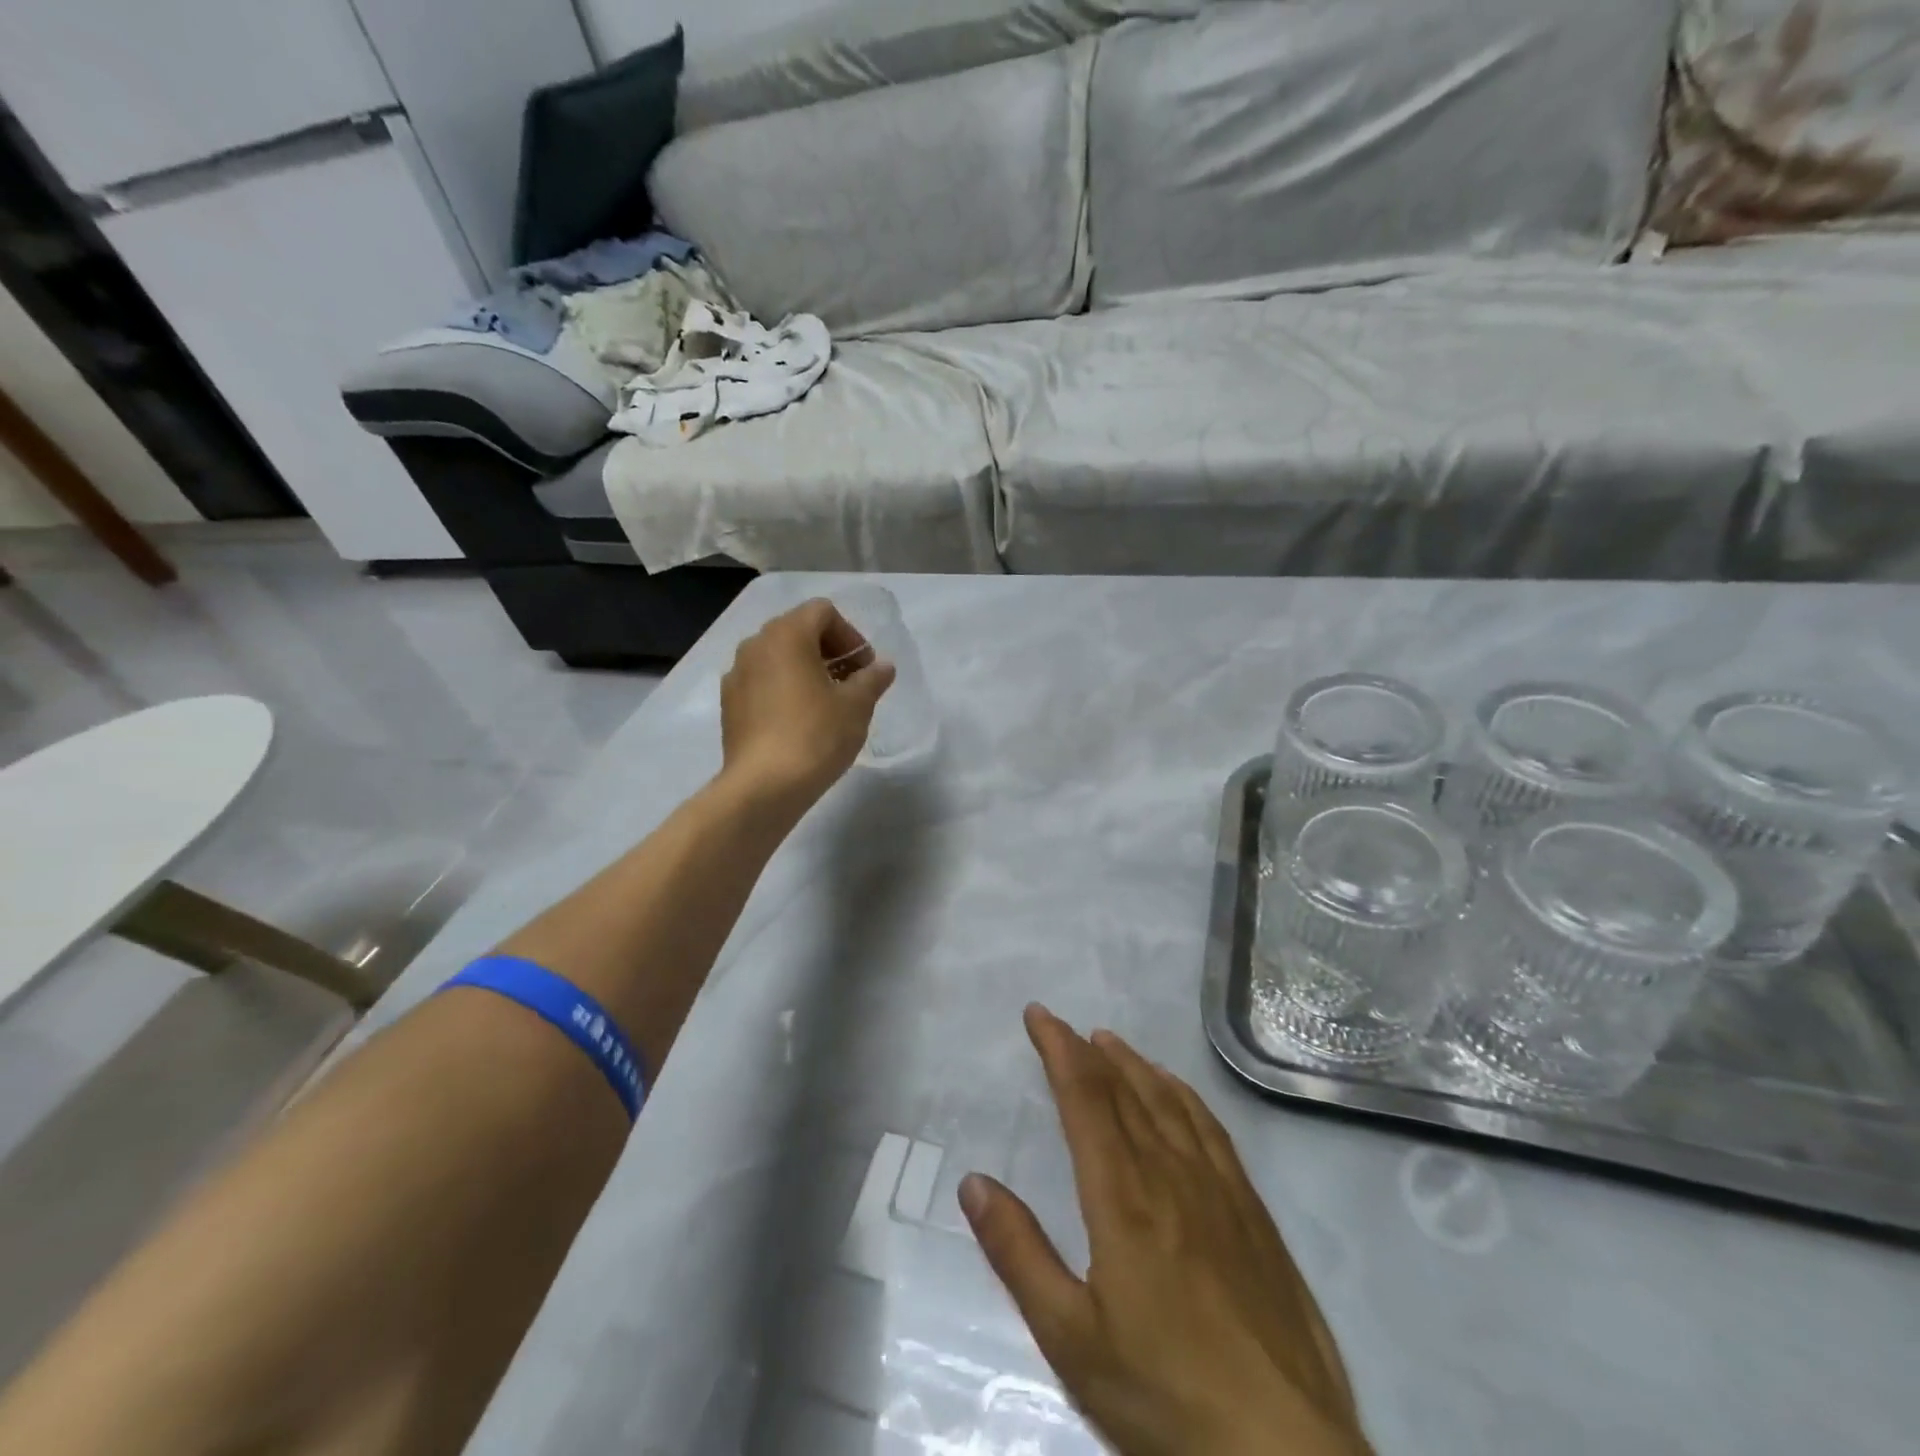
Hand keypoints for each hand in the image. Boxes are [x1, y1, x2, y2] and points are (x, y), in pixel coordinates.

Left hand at [720, 599, 894, 809]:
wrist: (764, 786)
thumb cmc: (816, 735)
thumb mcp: (857, 706)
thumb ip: (872, 679)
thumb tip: (883, 667)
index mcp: (787, 635)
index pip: (823, 612)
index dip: (850, 635)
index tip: (865, 669)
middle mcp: (755, 645)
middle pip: (798, 631)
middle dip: (829, 651)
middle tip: (851, 683)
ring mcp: (737, 674)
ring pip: (777, 657)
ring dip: (805, 670)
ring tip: (827, 703)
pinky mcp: (729, 704)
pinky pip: (762, 682)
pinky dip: (783, 689)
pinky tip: (799, 721)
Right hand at [961, 1007, 1369, 1455]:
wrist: (1287, 1455)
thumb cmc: (1165, 1398)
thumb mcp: (1071, 1339)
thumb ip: (1019, 1255)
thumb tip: (974, 1182)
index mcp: (1122, 1196)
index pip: (1084, 1097)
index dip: (1058, 1049)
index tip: (1037, 1016)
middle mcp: (1170, 1173)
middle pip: (1124, 1089)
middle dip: (1087, 1050)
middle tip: (1063, 1026)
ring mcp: (1219, 1189)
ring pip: (1169, 1101)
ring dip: (1134, 1065)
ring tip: (1110, 1043)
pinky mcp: (1254, 1213)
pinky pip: (1212, 1129)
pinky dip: (1185, 1095)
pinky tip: (1178, 1094)